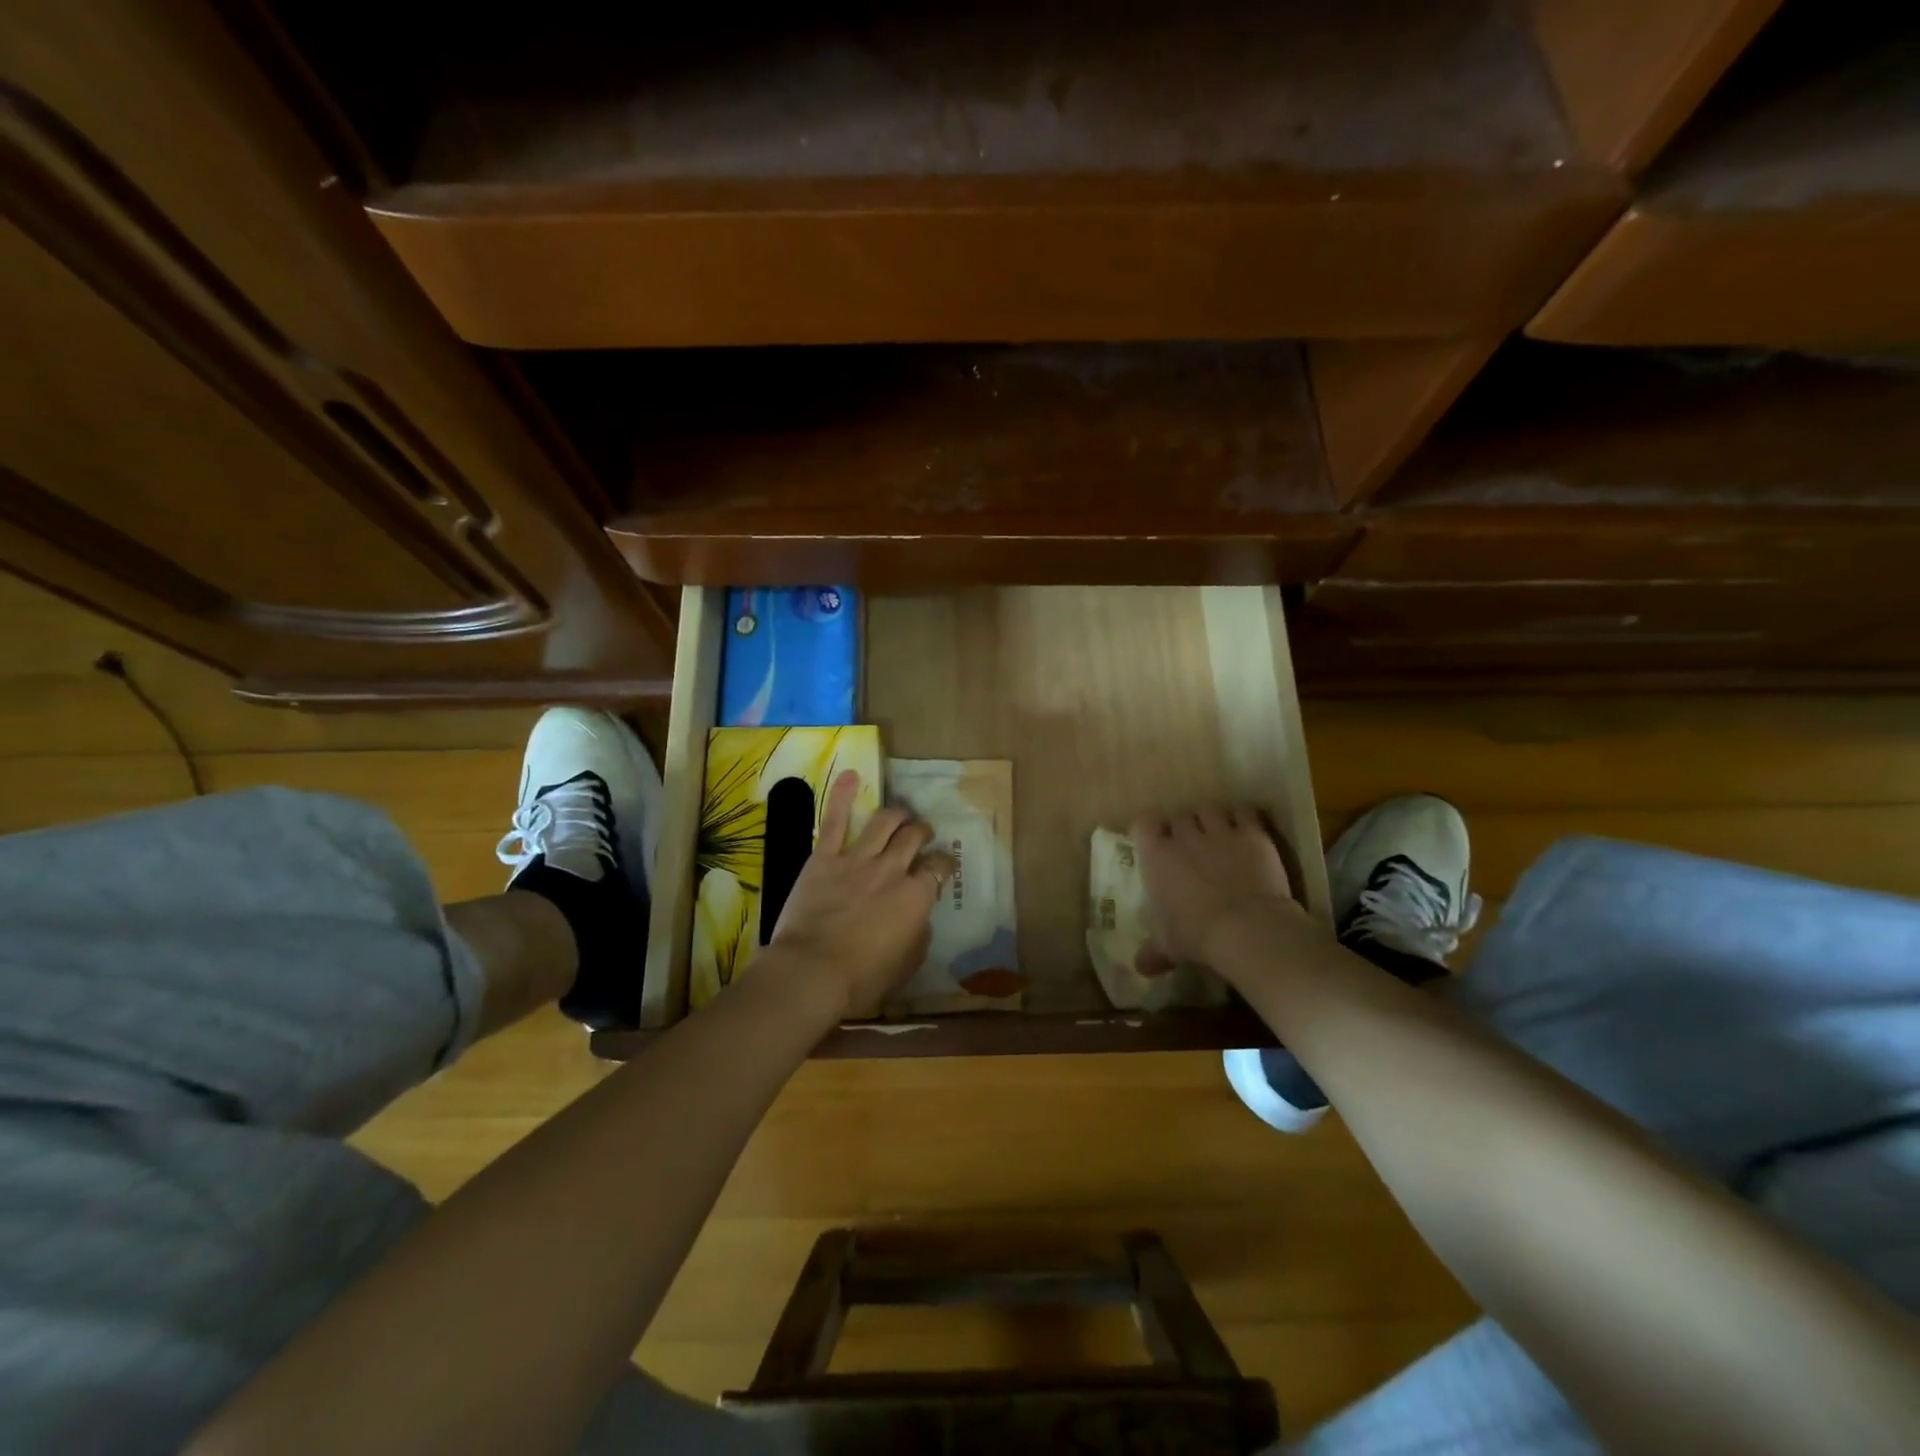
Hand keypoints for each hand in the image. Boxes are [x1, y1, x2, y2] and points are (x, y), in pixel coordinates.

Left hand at [766, 771, 956, 1018]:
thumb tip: (921, 917)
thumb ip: (920, 934)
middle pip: (914, 837)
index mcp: (915, 897)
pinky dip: (843, 795)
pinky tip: (851, 775)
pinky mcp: (825, 858)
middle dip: (922, 831)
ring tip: (901, 814)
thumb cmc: (861, 979)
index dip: (944, 864)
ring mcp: (857, 859)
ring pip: (884, 822)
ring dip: (897, 814)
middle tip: (922, 833)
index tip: (942, 866)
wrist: (810, 972)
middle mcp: (892, 869)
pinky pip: (835, 821)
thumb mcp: (907, 965)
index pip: (940, 869)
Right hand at [1131, 806, 1309, 975]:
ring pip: (1210, 809)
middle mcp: (1185, 836)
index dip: (1150, 830)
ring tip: (1219, 834)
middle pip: (1179, 816)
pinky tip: (1247, 830)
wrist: (1247, 929)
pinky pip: (1246, 812)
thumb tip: (1139, 967)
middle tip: (1191, 846)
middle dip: (1184, 828)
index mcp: (1157, 857)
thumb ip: (1154, 951)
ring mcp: (1220, 832)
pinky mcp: (1252, 834)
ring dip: (1212, 819)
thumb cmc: (1196, 935)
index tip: (1156, 842)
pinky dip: (1245, 818)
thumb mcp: (1169, 946)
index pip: (1144, 824)